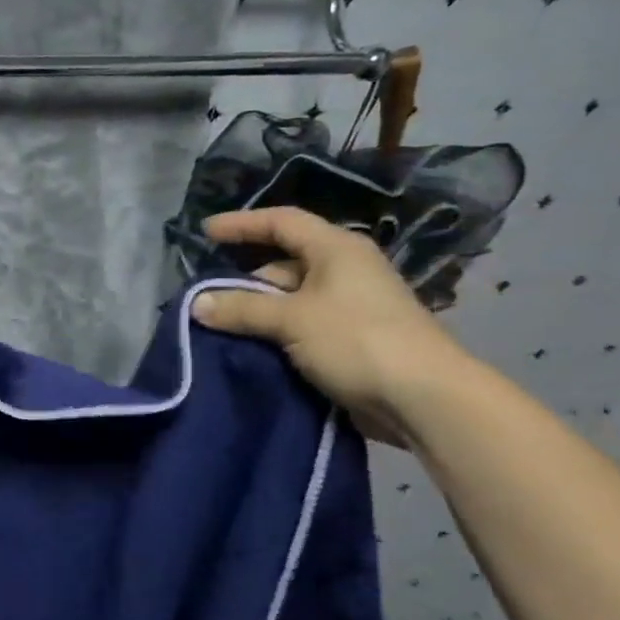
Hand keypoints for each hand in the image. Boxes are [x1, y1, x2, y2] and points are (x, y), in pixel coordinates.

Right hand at [190, 208, 469, 445]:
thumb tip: (196, 303)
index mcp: (336, 249)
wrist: (423, 398)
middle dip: (245, 279)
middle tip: (206, 298)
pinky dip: (275, 333)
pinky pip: (301, 326)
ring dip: (258, 311)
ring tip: (219, 327)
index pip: (282, 222)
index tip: (205, 233)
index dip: (242, 224)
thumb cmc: (357, 340)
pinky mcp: (351, 339)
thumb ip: (241, 308)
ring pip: (291, 299)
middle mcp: (344, 270)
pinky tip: (249, 348)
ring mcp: (350, 306)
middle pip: (283, 263)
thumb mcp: (291, 319)